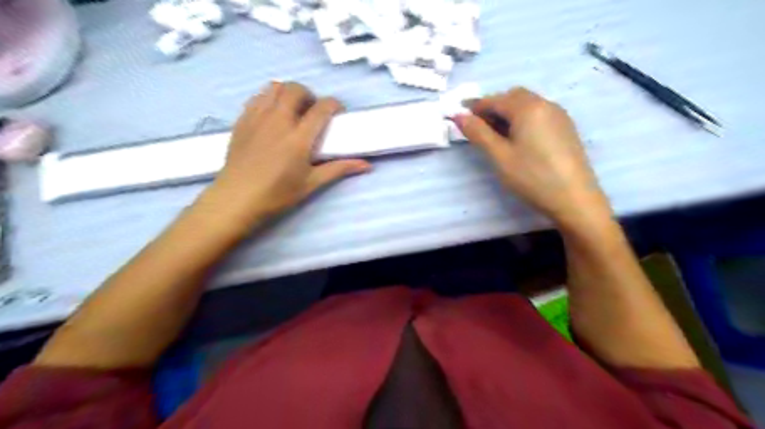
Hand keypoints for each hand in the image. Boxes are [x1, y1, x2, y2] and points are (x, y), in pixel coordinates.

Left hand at [207, 82, 368, 232]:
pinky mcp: (242, 120)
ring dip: (288, 93)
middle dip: (310, 95)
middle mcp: (278, 121)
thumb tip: (367, 165)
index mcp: (299, 138)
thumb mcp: (311, 184)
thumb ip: (338, 169)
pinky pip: (258, 97)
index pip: (321, 108)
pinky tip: (272, 115)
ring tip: (292, 111)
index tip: (338, 113)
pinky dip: (269, 98)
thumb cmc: (277, 194)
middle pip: (296, 89)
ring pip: (274, 87)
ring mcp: (257, 118)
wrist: (237, 199)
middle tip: (313, 112)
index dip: (334, 105)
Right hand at [457, 85, 614, 226]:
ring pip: (527, 104)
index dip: (475, 106)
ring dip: (508, 112)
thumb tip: (459, 116)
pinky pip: (538, 113)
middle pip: (513, 97)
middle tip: (477, 126)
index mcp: (527, 108)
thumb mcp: (500, 156)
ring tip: (495, 134)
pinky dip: (522, 118)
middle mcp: (545, 104)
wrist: (575, 198)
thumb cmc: (532, 177)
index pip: (495, 100)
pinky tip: (518, 138)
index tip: (459, 115)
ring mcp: (558, 115)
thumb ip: (478, 133)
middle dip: (492, 107)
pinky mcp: (565, 128)